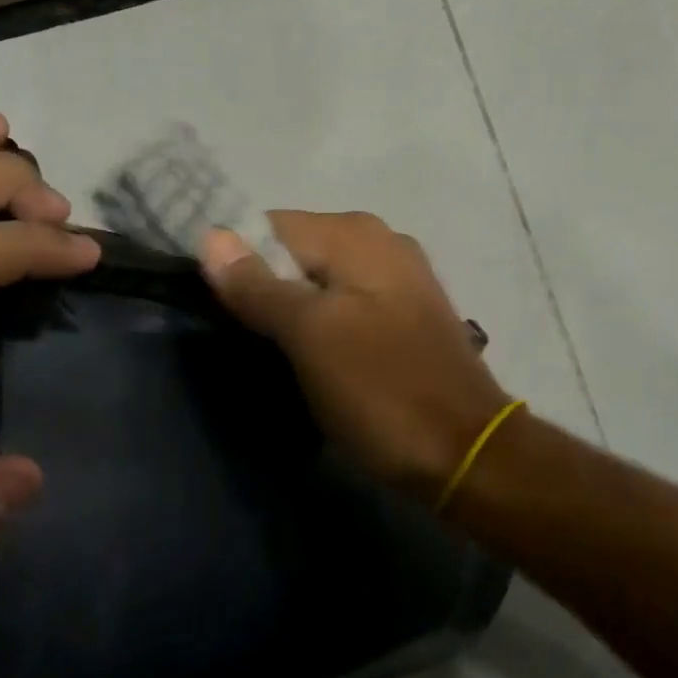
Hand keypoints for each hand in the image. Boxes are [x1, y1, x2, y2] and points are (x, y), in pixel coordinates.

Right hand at [200, 211, 510, 498]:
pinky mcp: (405, 313)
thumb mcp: (310, 336)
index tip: (214, 310)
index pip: (268, 225)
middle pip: (294, 252)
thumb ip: (258, 285)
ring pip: (318, 280)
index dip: (234, 262)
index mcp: (354, 234)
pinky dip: (321, 323)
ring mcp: (397, 276)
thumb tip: (211, 236)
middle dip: (262, 287)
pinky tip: (313, 358)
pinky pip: (345, 303)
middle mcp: (379, 240)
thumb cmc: (381, 390)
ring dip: (290, 310)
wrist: (466, 452)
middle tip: (242, 338)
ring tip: (270, 353)